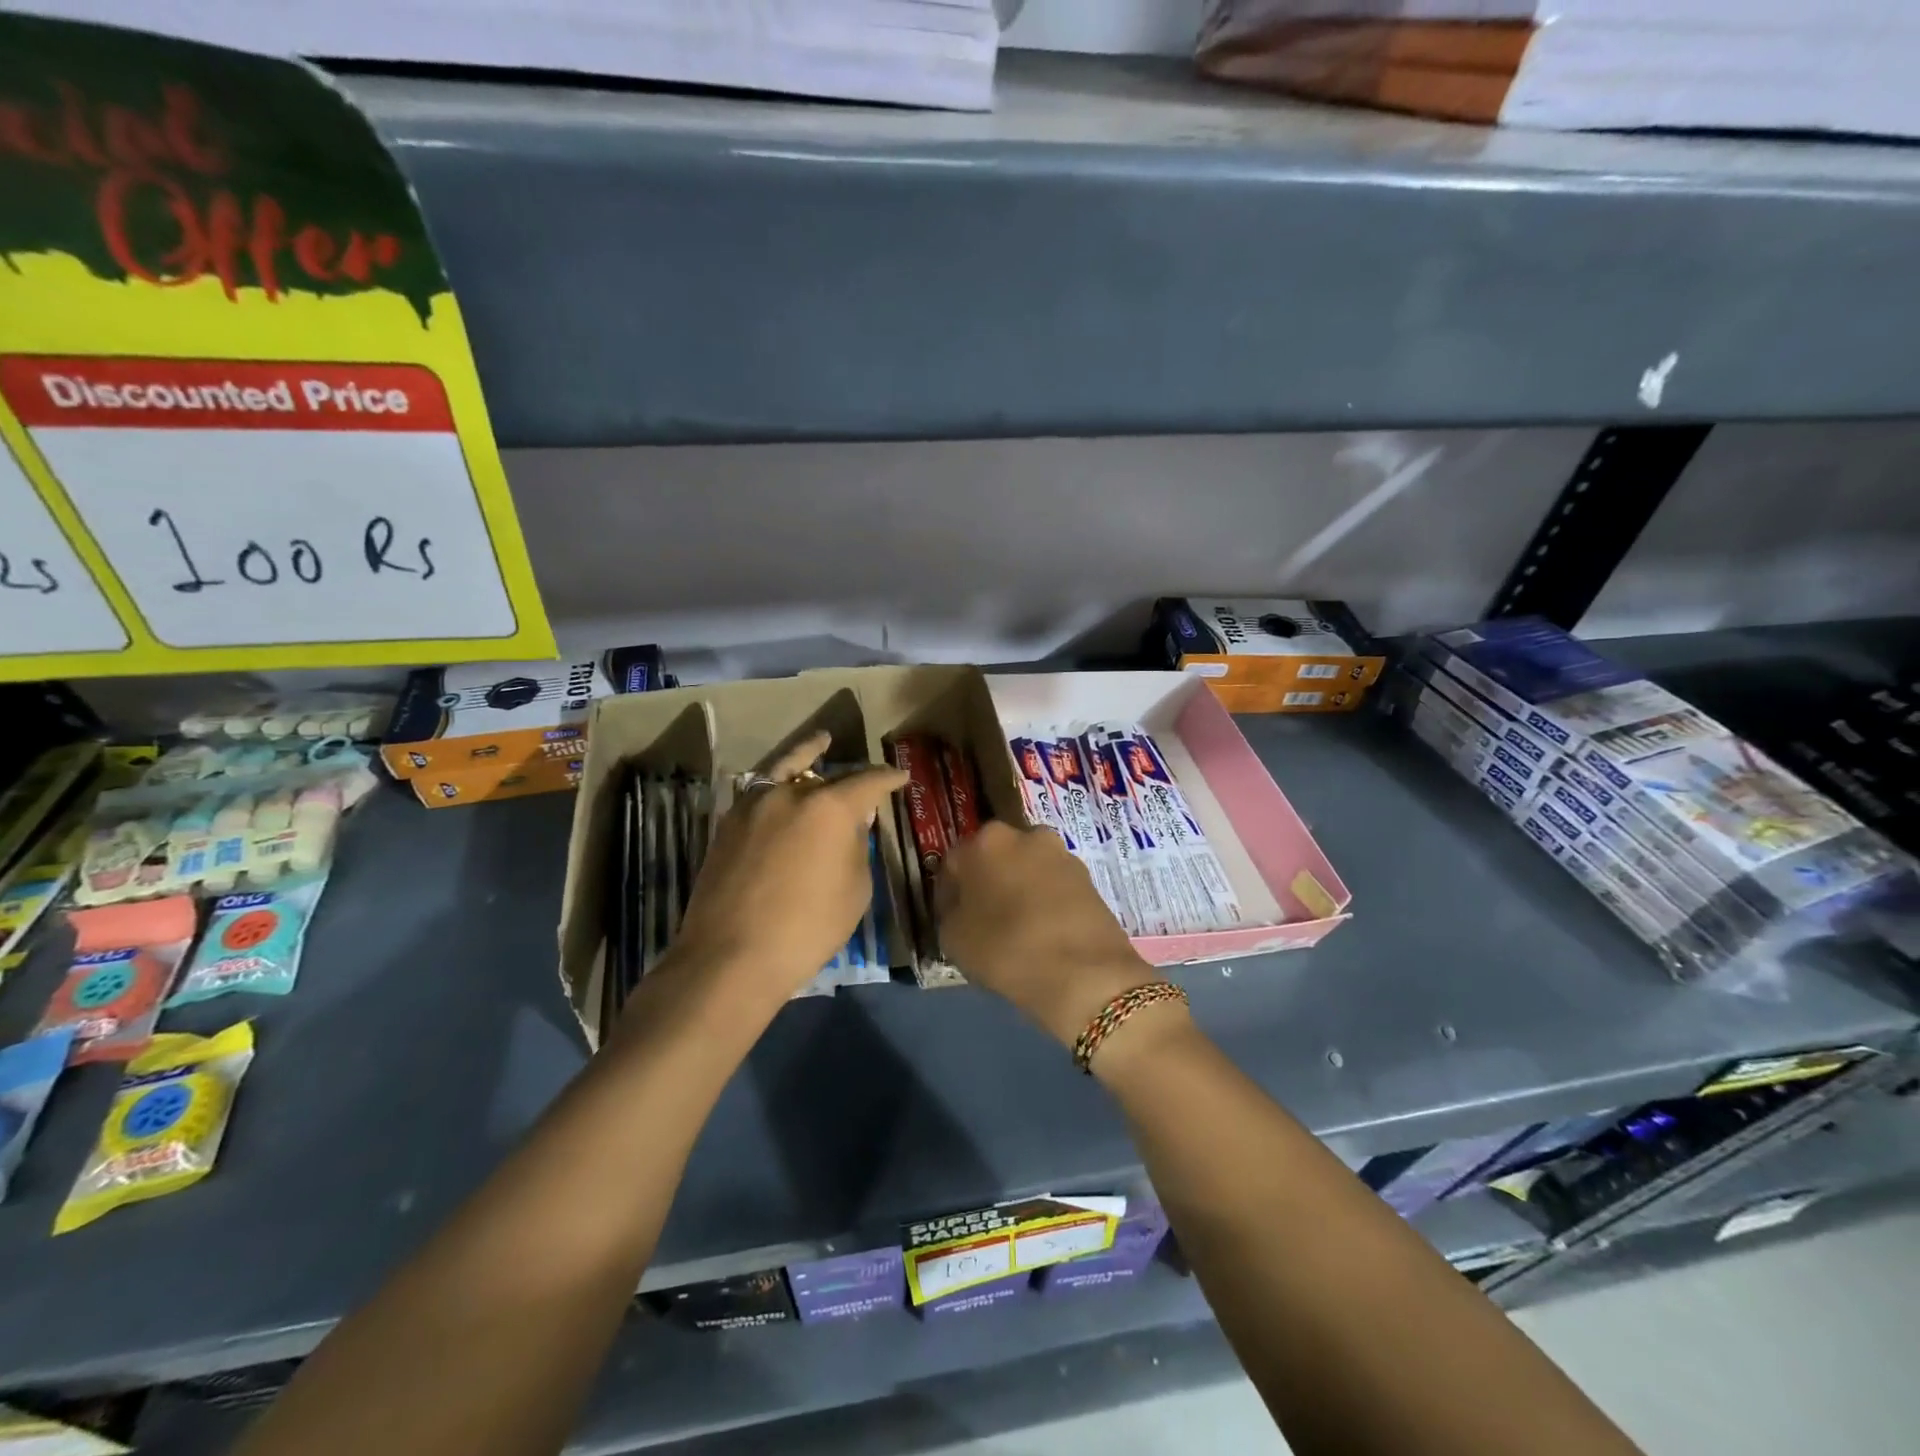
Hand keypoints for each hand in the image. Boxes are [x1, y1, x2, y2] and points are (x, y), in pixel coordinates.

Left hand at [670, 732, 906, 1009]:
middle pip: (827, 774)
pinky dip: (778, 785)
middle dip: (850, 776)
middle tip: (865, 776)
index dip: (888, 778)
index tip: (900, 777)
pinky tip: (785, 791)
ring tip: (819, 742)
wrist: (731, 957)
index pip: (868, 781)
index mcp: (830, 807)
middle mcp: (790, 794)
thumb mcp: (854, 890)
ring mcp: (753, 806)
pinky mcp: (727, 825)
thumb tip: (851, 823)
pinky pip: (761, 793)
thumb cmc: (807, 928)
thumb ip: (856, 847)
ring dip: (805, 757)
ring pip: (785, 771)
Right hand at [937, 821, 1158, 1048]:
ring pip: (1026, 871)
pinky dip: (1044, 902)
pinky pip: (1053, 887)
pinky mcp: (1088, 878)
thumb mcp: (953, 938)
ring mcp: (1061, 855)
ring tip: (1016, 929)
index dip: (948, 893)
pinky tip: (1042, 932)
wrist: (1086, 973)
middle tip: (982, 921)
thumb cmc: (1007, 948)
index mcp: (986, 840)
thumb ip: (950, 913)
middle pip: (995, 859)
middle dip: (987, 884)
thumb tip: (960, 907)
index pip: (953, 863)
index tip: (949, 919)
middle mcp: (1026, 835)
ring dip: (1018, 890)